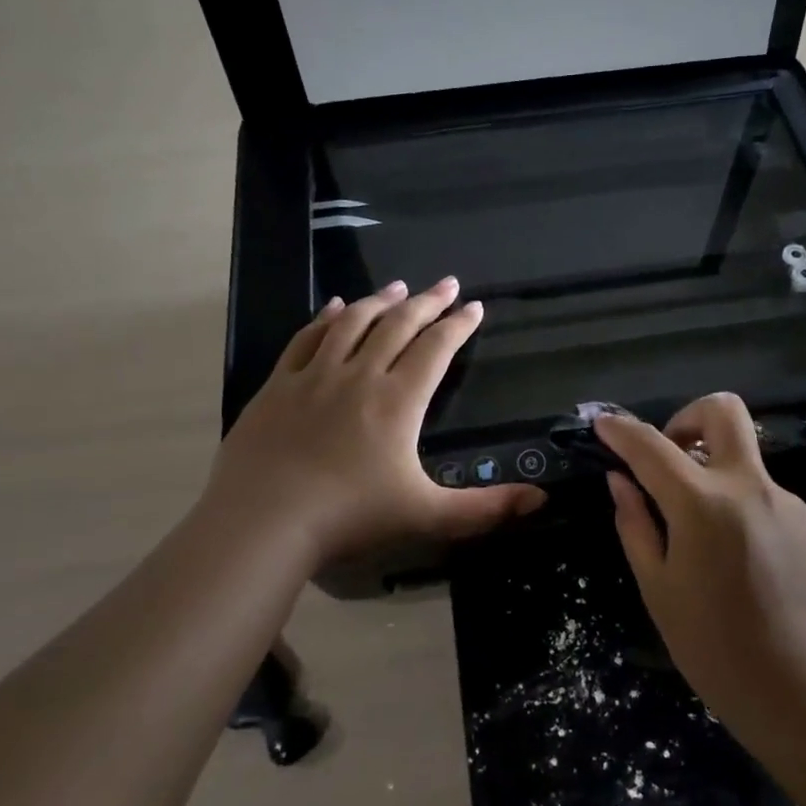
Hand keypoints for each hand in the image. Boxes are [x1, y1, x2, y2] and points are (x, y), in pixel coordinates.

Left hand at [202, 278, 543, 571]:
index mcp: (398, 400)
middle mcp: (359, 375)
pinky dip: (325, 317)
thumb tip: (542, 500)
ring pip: (353, 323)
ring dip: (379, 300)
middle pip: (398, 325)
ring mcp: (314, 376)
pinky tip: (334, 305)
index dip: (459, 326)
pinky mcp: (278, 385)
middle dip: (427, 302)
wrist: (263, 521)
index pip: (436, 349)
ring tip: (399, 286)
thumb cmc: (349, 517)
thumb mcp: (427, 516)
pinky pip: (306, 338)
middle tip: (447, 284)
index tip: (474, 307)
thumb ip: (485, 508)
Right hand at [596, 394, 805, 727]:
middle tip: (673, 454)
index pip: (651, 445)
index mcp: (702, 504)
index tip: (605, 425)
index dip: (621, 429)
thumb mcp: (657, 588)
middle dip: (689, 417)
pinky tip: (750, 568)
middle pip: (723, 411)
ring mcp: (791, 502)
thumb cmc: (715, 646)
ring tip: (712, 543)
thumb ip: (636, 524)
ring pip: (747, 465)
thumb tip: (621, 481)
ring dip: (720, 482)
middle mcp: (751, 487)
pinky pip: (772, 503)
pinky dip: (749, 516)